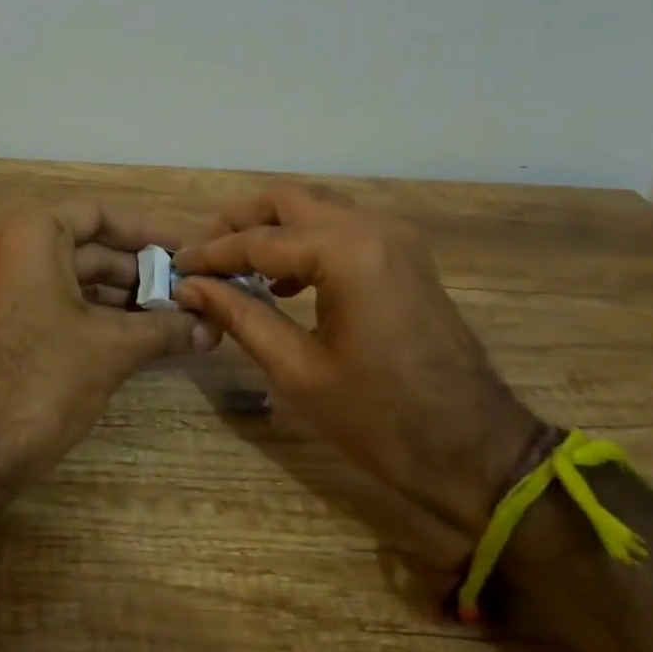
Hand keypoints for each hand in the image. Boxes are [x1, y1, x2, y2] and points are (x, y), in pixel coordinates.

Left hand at [0, 202, 216, 484]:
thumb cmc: (46, 376)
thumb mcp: (113, 347)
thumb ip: (166, 328)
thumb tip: (213, 328)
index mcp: (32, 234)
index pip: (99, 215)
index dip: (146, 232)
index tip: (184, 252)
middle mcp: (12, 247)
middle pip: (89, 246)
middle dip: (140, 270)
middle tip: (189, 290)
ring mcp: (5, 284)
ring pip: (76, 276)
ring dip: (124, 295)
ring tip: (176, 315)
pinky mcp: (5, 317)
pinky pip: (59, 299)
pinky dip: (97, 311)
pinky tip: (141, 332)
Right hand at [172, 184, 543, 565]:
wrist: (476, 450)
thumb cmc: (381, 419)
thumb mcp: (297, 370)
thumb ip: (240, 316)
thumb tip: (191, 286)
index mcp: (346, 252)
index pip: (259, 239)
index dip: (212, 253)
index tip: (176, 265)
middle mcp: (372, 228)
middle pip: (288, 201)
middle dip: (240, 222)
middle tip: (205, 255)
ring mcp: (395, 238)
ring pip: (316, 209)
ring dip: (273, 229)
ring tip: (236, 267)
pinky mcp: (404, 256)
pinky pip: (342, 230)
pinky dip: (305, 242)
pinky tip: (283, 280)